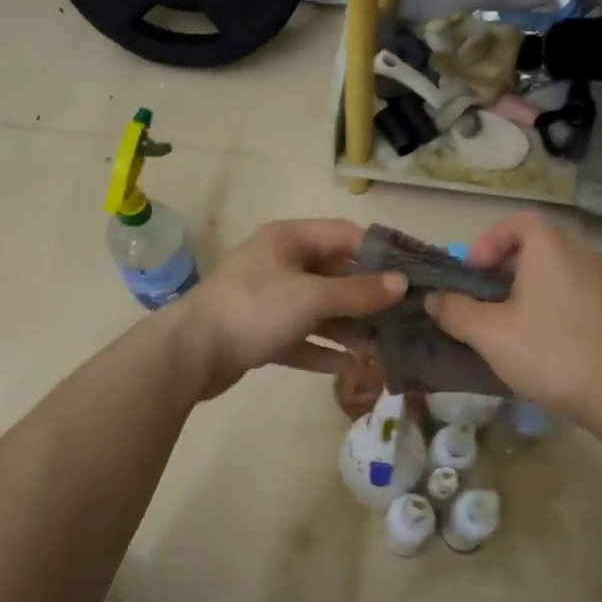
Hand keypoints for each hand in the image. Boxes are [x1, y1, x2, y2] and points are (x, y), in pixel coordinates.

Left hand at [170, 219, 406, 399]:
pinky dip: (322, 349)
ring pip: (319, 309)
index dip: (379, 253)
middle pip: (334, 274)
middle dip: (366, 297)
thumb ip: (358, 291)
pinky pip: (300, 337)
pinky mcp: (260, 332)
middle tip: (402, 317)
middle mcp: (280, 263)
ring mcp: (268, 299)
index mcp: (289, 240)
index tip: (411, 274)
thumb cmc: (254, 310)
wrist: (190, 353)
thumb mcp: (312, 296)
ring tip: (381, 349)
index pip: (345, 236)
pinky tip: (349, 366)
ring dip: (348, 328)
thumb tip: (402, 284)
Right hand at [424, 212, 601, 421]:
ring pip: (555, 274)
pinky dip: (550, 307)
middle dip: (501, 271)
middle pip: (535, 247)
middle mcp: (582, 254)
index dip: (487, 243)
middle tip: (480, 302)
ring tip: (505, 326)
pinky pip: (574, 295)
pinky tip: (540, 344)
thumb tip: (434, 298)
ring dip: (525, 291)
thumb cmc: (551, 353)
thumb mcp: (489, 334)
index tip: (470, 275)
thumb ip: (455, 311)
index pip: (516, 222)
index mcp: (551, 247)